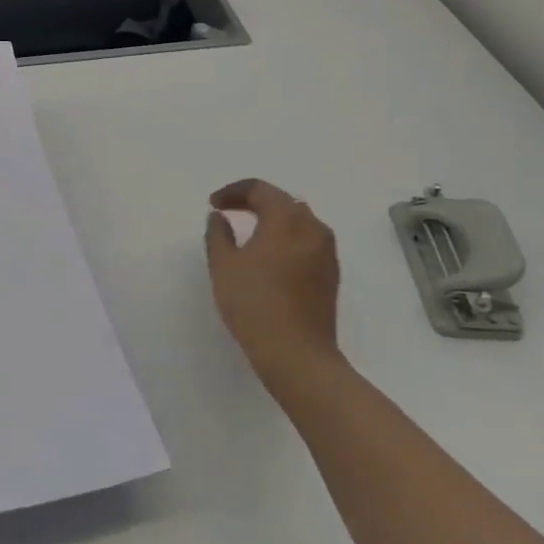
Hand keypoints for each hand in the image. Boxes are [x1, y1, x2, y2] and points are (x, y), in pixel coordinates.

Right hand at [205, 179, 343, 406]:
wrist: (297, 355)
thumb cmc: (255, 304)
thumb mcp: (224, 266)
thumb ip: (218, 234)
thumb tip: (219, 217)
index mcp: (286, 218)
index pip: (260, 189)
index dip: (233, 192)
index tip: (213, 205)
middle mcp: (313, 227)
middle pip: (283, 201)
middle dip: (254, 201)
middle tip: (229, 211)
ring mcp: (327, 252)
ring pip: (299, 221)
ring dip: (273, 219)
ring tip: (249, 232)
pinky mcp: (331, 274)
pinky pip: (307, 241)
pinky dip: (287, 238)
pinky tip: (270, 256)